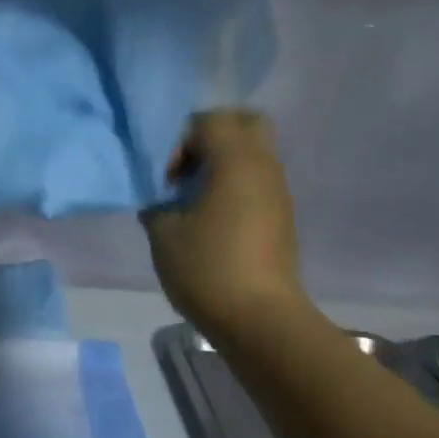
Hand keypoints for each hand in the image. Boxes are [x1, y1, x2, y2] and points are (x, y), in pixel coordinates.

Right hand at [142, 111, 310, 340]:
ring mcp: (277, 191)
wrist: (258, 317)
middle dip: (212, 137)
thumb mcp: (164, 234)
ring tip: (194, 200)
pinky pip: (257, 181)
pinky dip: (234, 186)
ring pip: (254, 153)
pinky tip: (211, 220)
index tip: (167, 178)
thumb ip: (157, 206)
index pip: (209, 120)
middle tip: (187, 169)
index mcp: (235, 161)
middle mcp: (263, 166)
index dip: (180, 140)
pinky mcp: (281, 216)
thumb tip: (161, 203)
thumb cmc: (207, 267)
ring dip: (222, 165)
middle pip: (246, 123)